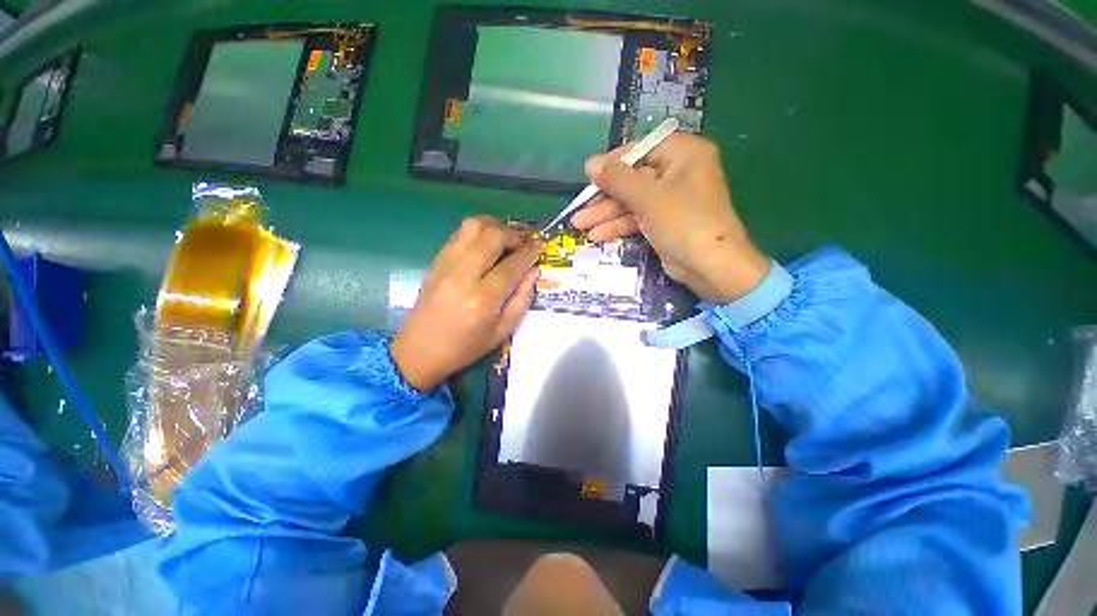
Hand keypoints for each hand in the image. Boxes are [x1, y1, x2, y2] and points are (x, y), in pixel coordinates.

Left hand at [391, 217, 541, 390]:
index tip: (539, 247)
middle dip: (514, 234)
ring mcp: (445, 265)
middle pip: (492, 236)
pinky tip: (485, 243)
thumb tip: (532, 271)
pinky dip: (477, 233)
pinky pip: (458, 235)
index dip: (530, 252)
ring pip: (472, 226)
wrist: (419, 351)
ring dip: (494, 225)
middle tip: (523, 242)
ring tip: (505, 237)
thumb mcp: (502, 332)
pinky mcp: (435, 262)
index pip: (512, 265)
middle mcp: (463, 276)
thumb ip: (522, 300)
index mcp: (482, 300)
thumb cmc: (465, 347)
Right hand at [571, 134, 770, 303]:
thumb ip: (618, 179)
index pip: (640, 149)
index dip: (612, 162)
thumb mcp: (648, 197)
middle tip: (580, 206)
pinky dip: (619, 225)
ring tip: (579, 224)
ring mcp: (670, 200)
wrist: (710, 267)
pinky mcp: (664, 222)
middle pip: (633, 179)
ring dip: (606, 214)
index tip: (589, 176)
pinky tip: (597, 235)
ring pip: (632, 201)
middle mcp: (677, 173)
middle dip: (605, 196)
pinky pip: (637, 217)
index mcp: (682, 154)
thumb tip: (590, 163)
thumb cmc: (684, 222)